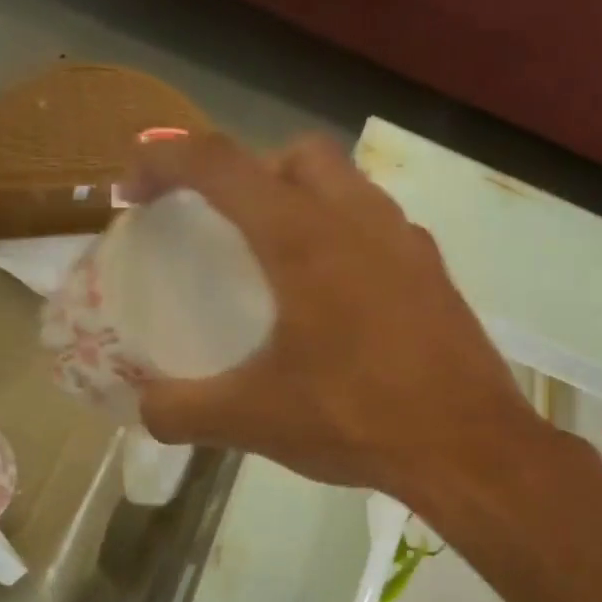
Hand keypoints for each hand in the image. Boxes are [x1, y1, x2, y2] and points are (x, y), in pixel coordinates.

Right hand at [124, 134, 539, 503]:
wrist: (467, 447)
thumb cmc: (357, 420)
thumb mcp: (254, 420)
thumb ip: (183, 411)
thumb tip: (146, 410)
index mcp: (303, 238)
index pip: (219, 164)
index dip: (165, 160)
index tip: (135, 189)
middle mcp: (359, 219)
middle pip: (296, 154)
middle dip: (251, 171)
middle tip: (228, 223)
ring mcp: (408, 243)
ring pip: (348, 185)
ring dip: (305, 200)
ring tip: (283, 261)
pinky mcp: (436, 274)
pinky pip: (382, 229)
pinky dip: (349, 239)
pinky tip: (341, 301)